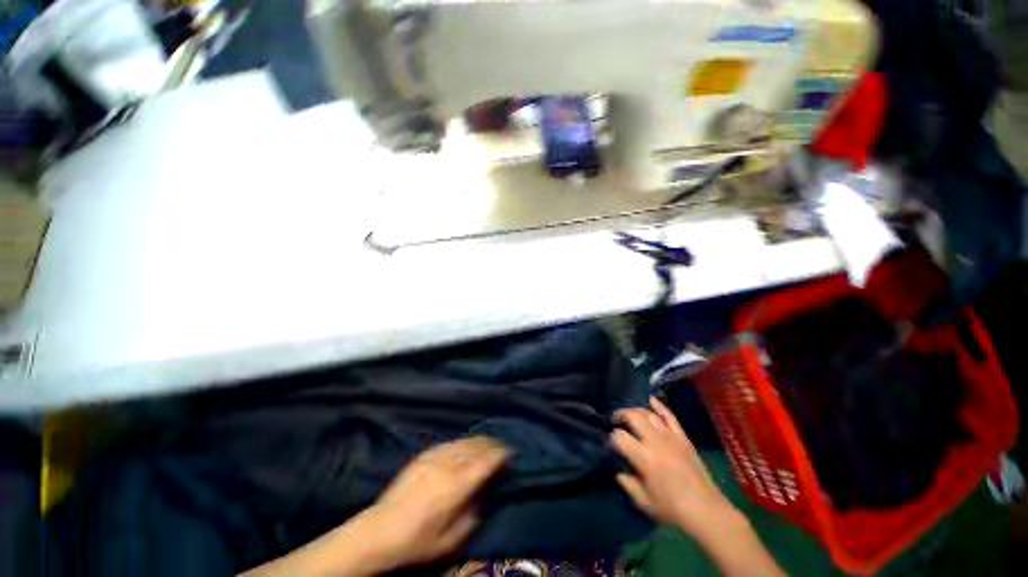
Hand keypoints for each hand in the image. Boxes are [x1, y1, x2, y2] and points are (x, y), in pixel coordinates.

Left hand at [356, 437, 510, 568]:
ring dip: (479, 441)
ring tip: (488, 443)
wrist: (380, 531)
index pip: (484, 462)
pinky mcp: (424, 455)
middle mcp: (446, 466)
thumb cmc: (417, 542)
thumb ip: (473, 514)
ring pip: (463, 442)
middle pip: (476, 447)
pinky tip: (466, 446)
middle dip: (492, 445)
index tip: (510, 453)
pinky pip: (449, 443)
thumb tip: (485, 492)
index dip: (500, 455)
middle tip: (502, 447)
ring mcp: (434, 458)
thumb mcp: (451, 539)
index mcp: (455, 487)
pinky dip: (463, 443)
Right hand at [611, 397, 735, 534]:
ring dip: (635, 411)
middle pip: (632, 416)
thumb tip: (618, 470)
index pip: (619, 437)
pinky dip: (659, 406)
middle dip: (620, 415)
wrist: (706, 510)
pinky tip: (650, 400)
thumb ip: (627, 483)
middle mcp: (655, 441)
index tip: (610, 444)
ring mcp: (670, 437)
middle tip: (615, 421)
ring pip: (648, 413)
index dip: (611, 437)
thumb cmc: (672, 508)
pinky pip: (669, 416)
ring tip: (629, 415)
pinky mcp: (683, 437)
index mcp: (644, 458)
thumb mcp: (643, 501)